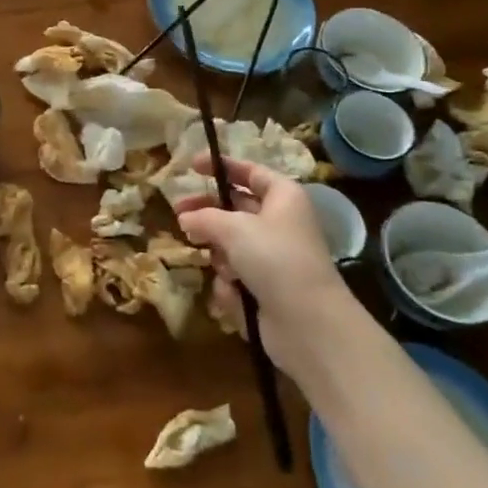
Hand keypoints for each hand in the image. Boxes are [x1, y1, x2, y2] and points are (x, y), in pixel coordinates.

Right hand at [173, 157, 354, 380]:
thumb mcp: (233, 228)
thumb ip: (204, 217)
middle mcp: (280, 222)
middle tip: (178, 214)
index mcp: (282, 197)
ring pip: (231, 244)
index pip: (249, 172)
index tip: (191, 165)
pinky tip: (234, 292)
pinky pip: (237, 274)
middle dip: (208, 214)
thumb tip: (185, 218)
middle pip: (235, 209)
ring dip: (221, 255)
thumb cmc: (275, 258)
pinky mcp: (267, 287)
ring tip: (221, 265)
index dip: (221, 166)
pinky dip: (231, 282)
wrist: (309, 322)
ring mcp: (274, 256)